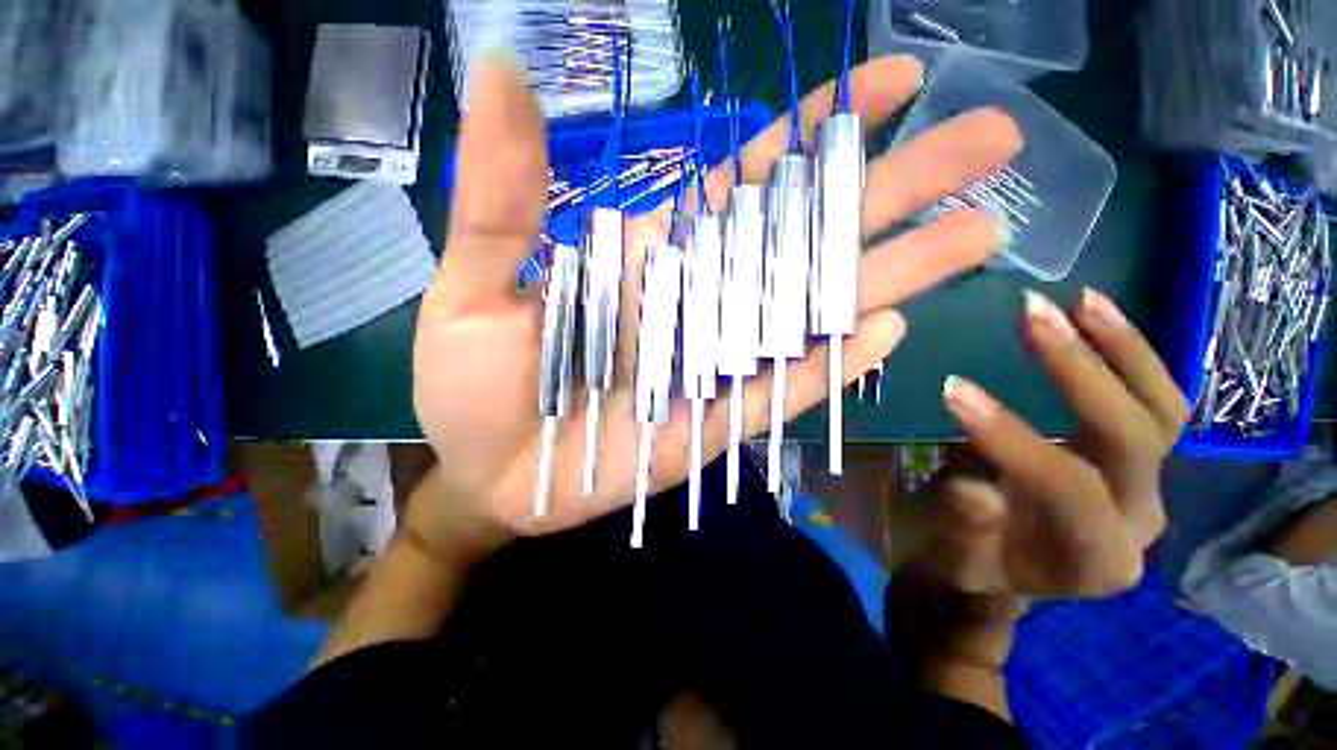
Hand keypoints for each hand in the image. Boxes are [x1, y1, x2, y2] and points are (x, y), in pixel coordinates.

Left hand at [409, 50, 1021, 556]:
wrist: (489, 476)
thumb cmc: (471, 388)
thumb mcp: (471, 288)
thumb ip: (501, 197)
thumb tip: (504, 75)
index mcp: (650, 261)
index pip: (747, 182)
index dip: (817, 132)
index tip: (894, 82)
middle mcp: (698, 303)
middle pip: (806, 237)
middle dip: (893, 189)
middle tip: (989, 141)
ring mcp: (715, 367)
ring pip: (812, 312)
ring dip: (891, 272)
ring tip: (978, 231)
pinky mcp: (716, 424)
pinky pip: (785, 385)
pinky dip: (833, 358)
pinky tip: (890, 328)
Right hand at [916, 288, 1189, 598]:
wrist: (1004, 569)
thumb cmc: (971, 564)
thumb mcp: (956, 558)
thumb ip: (966, 530)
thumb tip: (974, 490)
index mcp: (1096, 561)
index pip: (1069, 487)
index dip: (1012, 438)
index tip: (952, 390)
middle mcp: (1140, 519)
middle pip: (1137, 437)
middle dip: (1081, 372)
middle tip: (1030, 316)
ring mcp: (1147, 484)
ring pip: (1164, 409)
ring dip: (1122, 348)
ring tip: (1079, 300)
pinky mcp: (1139, 458)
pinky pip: (1153, 399)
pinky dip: (1127, 352)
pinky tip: (1093, 315)